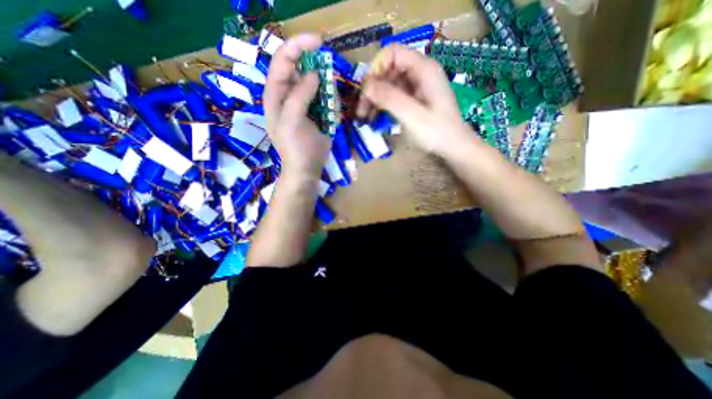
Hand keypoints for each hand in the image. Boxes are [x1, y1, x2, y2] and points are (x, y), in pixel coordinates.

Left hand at [263, 32, 330, 179]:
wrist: (306, 168)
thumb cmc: (296, 148)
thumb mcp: (292, 122)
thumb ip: (299, 96)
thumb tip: (314, 74)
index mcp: (276, 95)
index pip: (283, 61)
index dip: (298, 46)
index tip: (319, 41)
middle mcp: (288, 95)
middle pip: (301, 69)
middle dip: (316, 67)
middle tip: (331, 73)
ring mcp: (304, 104)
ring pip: (316, 84)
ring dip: (326, 89)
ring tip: (328, 110)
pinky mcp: (316, 112)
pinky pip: (325, 99)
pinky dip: (331, 102)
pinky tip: (331, 117)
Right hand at [357, 43, 477, 155]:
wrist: (453, 147)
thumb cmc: (436, 132)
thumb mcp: (412, 116)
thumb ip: (390, 98)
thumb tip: (366, 85)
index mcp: (423, 69)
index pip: (393, 52)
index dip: (376, 68)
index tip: (366, 91)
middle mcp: (420, 73)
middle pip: (388, 69)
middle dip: (372, 87)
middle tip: (361, 109)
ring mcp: (417, 86)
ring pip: (389, 83)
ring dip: (374, 98)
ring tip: (364, 117)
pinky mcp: (414, 99)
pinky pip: (394, 95)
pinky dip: (382, 104)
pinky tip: (374, 117)